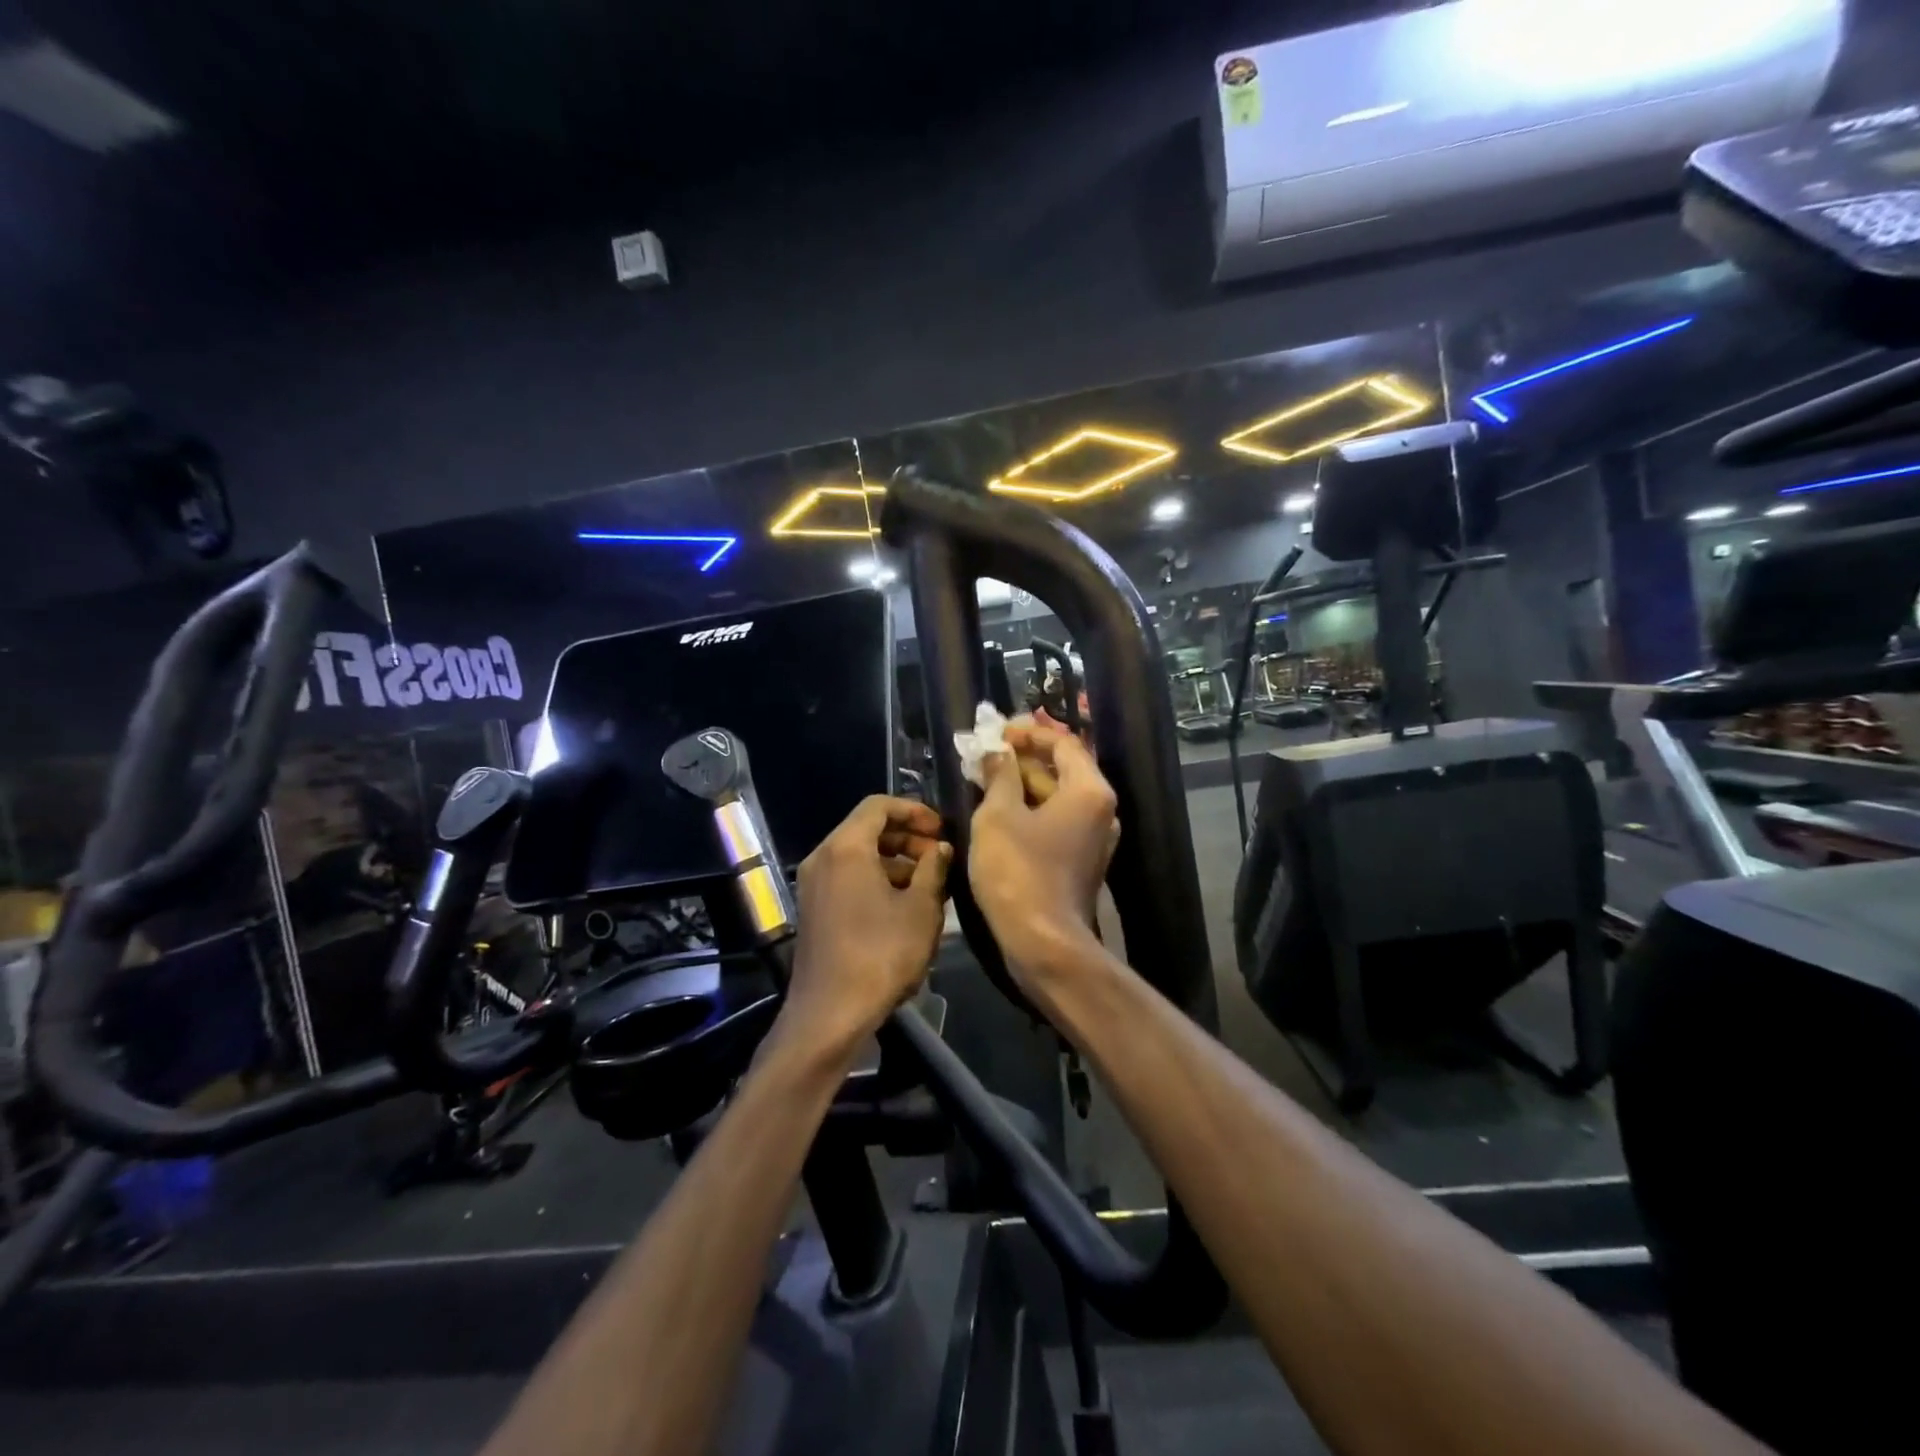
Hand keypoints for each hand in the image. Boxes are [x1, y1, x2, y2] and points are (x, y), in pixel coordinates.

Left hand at [782, 795, 950, 1058]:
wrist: (830, 1013)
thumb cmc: (881, 954)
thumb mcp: (920, 909)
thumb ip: (934, 869)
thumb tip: (940, 848)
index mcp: (846, 847)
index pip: (879, 805)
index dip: (914, 810)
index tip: (941, 829)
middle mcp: (823, 857)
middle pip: (867, 828)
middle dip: (907, 837)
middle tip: (940, 857)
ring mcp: (814, 884)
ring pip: (858, 854)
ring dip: (895, 860)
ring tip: (930, 884)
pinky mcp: (814, 908)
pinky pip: (847, 876)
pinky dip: (876, 878)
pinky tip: (905, 904)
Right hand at [969, 723, 1118, 994]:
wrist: (1043, 943)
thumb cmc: (1019, 872)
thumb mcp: (998, 815)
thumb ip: (999, 775)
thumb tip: (997, 753)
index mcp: (1089, 790)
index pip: (1064, 742)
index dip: (1028, 732)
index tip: (997, 733)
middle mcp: (1100, 810)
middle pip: (1062, 768)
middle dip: (1022, 759)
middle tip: (985, 755)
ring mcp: (1093, 838)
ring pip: (1056, 797)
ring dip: (1023, 785)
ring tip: (984, 779)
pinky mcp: (1080, 861)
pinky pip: (1056, 822)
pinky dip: (1029, 811)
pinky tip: (998, 812)